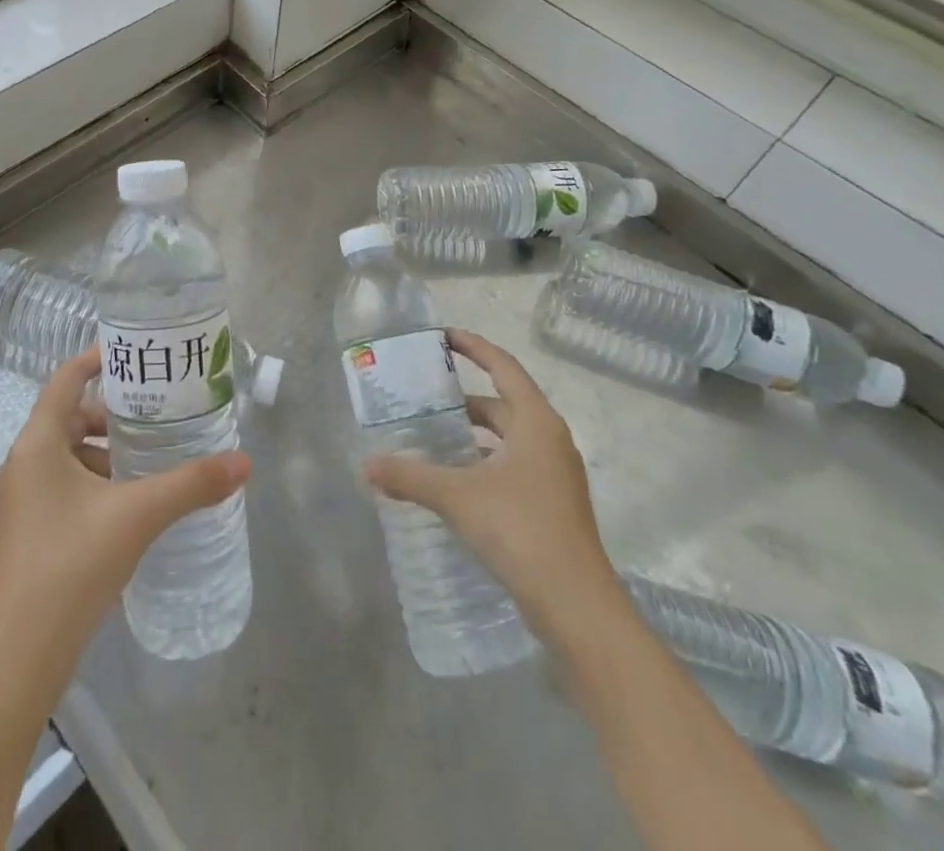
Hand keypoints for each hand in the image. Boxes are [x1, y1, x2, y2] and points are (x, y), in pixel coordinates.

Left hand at [0, 346, 251, 669]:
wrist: (21, 656)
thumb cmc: (73, 564)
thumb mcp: (139, 515)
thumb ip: (192, 484)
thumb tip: (244, 463)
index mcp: (37, 444)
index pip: (66, 380)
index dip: (96, 359)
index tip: (134, 354)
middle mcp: (22, 464)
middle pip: (69, 417)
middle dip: (112, 414)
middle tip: (157, 413)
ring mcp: (21, 501)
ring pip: (67, 455)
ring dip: (105, 451)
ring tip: (150, 460)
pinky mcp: (28, 532)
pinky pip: (63, 486)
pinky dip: (95, 482)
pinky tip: (129, 505)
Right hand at [363, 329, 626, 645]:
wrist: (576, 606)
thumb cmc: (520, 529)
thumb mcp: (458, 496)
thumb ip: (410, 476)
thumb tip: (367, 465)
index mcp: (536, 422)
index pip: (503, 367)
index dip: (474, 347)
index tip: (444, 336)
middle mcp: (551, 440)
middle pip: (505, 403)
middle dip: (465, 399)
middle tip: (426, 396)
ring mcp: (555, 475)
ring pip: (509, 439)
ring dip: (474, 435)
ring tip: (433, 438)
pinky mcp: (552, 505)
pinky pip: (513, 466)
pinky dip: (484, 462)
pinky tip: (456, 481)